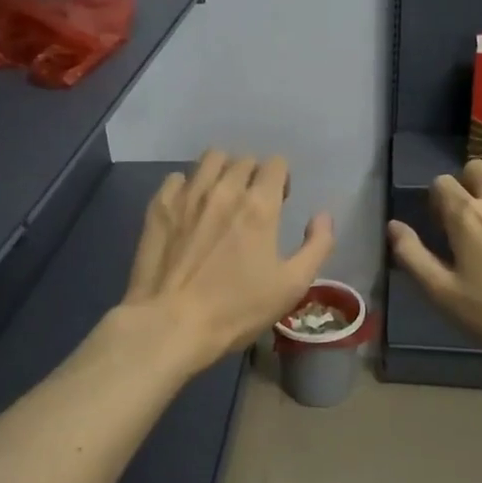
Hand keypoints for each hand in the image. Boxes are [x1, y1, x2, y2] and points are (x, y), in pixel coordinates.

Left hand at [122, 151, 334, 374]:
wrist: (171, 323)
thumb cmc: (237, 309)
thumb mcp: (292, 285)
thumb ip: (317, 245)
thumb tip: (322, 215)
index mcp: (259, 205)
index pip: (276, 164)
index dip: (282, 179)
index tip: (280, 201)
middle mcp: (224, 189)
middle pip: (244, 159)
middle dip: (254, 175)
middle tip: (252, 202)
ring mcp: (188, 194)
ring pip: (210, 159)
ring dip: (223, 171)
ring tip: (221, 196)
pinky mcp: (159, 206)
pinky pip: (177, 177)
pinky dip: (188, 186)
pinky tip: (190, 208)